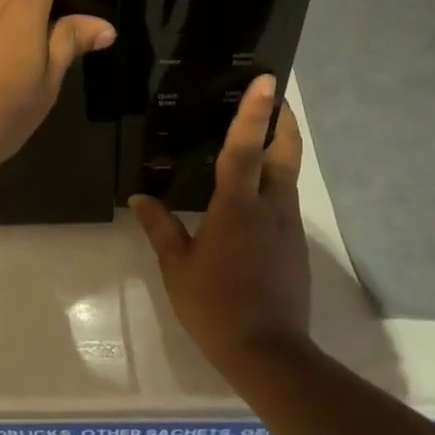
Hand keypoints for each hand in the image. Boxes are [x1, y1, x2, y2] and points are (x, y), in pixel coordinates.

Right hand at [130, 76, 311, 373]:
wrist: (269, 353)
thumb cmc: (216, 306)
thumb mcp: (178, 267)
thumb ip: (161, 227)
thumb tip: (140, 196)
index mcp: (238, 207)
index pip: (246, 148)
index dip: (254, 112)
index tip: (265, 81)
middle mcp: (271, 208)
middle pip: (285, 152)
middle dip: (281, 121)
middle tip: (269, 98)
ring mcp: (288, 226)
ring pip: (288, 175)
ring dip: (279, 148)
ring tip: (256, 137)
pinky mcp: (294, 245)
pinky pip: (285, 199)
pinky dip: (275, 180)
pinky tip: (253, 192)